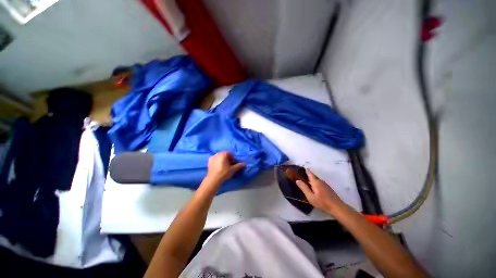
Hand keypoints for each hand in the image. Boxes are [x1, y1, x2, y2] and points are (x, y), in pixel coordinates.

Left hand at [206, 152, 244, 184]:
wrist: (213, 179)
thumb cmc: (224, 173)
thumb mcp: (233, 169)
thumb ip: (239, 165)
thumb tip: (244, 164)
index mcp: (223, 154)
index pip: (230, 153)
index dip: (232, 158)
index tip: (233, 163)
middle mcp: (217, 154)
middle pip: (224, 154)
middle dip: (227, 158)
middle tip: (229, 164)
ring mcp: (212, 157)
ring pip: (219, 156)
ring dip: (222, 159)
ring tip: (224, 166)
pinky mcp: (209, 161)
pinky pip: (215, 159)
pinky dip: (217, 161)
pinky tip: (218, 166)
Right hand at [295, 169, 345, 214]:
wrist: (337, 207)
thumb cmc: (322, 202)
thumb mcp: (310, 196)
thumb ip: (304, 188)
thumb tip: (297, 180)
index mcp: (316, 182)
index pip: (309, 173)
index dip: (305, 170)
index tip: (301, 167)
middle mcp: (320, 181)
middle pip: (312, 177)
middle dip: (307, 177)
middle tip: (301, 178)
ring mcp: (325, 184)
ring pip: (316, 181)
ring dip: (311, 181)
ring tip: (306, 184)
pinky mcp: (328, 188)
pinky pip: (319, 184)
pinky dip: (315, 184)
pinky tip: (314, 190)